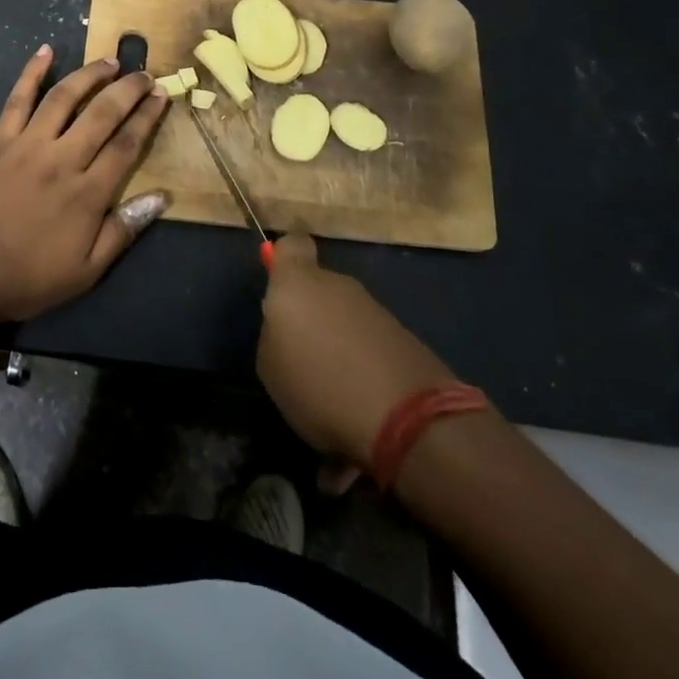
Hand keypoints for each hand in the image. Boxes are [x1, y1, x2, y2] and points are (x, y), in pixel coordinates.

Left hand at [0, 46, 169, 322]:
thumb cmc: (28, 278)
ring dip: (89, 75)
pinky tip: (45, 51)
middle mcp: (62, 159)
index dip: (147, 118)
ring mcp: (27, 146)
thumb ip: (123, 231)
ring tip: (109, 61)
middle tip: (144, 74)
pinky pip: (17, 100)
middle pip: (102, 113)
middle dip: (128, 89)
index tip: (161, 96)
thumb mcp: (86, 271)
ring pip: (64, 98)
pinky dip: (31, 73)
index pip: (126, 145)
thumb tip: (160, 197)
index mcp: (87, 193)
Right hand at [256, 232, 457, 467]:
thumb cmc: (319, 383)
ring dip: (337, 359)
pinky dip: (361, 382)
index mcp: (298, 284)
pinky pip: (368, 356)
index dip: (284, 258)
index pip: (291, 245)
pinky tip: (356, 434)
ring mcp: (376, 313)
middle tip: (300, 366)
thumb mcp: (270, 366)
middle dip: (311, 323)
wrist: (408, 418)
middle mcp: (339, 287)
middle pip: (319, 293)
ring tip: (330, 414)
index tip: (279, 283)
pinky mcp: (405, 341)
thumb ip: (275, 335)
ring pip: (344, 328)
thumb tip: (289, 329)